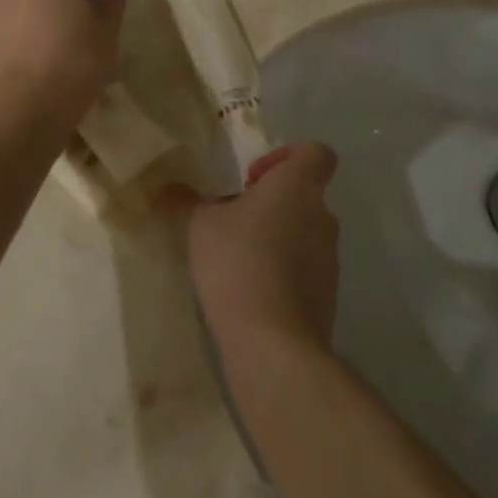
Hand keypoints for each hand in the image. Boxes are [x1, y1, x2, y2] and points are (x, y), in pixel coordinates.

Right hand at [170, 143, 341, 350]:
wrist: (273, 343)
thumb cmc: (238, 262)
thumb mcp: (200, 224)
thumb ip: (187, 200)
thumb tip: (168, 188)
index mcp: (298, 187)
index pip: (317, 153)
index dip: (288, 156)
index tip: (255, 178)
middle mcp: (322, 217)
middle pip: (305, 195)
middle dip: (272, 204)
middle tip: (235, 220)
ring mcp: (329, 260)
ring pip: (304, 234)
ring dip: (277, 239)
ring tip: (238, 259)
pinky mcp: (327, 297)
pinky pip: (304, 271)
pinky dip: (283, 274)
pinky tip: (250, 292)